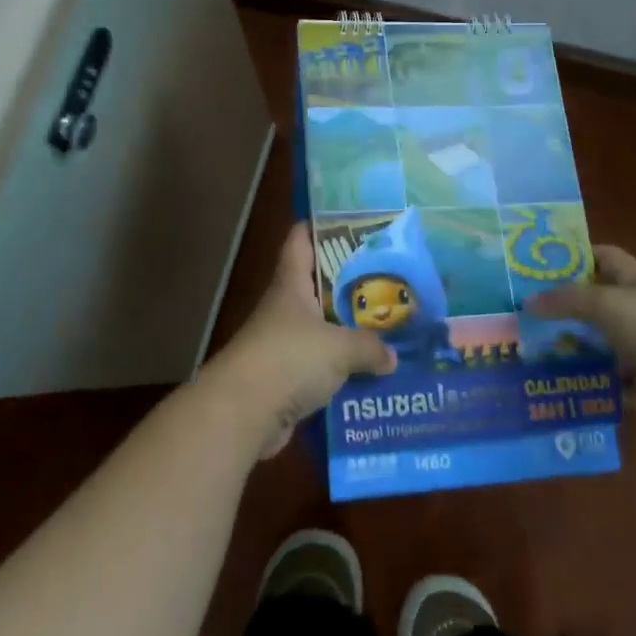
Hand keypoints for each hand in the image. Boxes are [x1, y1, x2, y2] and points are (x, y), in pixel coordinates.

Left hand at [201, 223, 396, 459]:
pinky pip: (320, 366)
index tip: (353, 223)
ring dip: (348, 331)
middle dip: (350, 284)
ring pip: (322, 328)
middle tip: (388, 280)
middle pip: (318, 285)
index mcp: (292, 284)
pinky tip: (371, 374)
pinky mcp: (285, 377)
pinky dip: (342, 369)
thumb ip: (369, 347)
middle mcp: (285, 308)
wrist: (243, 412)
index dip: (321, 226)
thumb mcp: (339, 347)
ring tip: (389, 329)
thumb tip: (392, 356)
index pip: (301, 240)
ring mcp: (283, 343)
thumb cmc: (289, 359)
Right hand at [526, 245, 635, 414]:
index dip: (575, 255)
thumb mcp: (606, 304)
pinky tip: (560, 388)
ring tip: (531, 354)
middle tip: (522, 314)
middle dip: (564, 309)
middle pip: (597, 304)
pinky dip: (592, 387)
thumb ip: (566, 301)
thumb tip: (527, 302)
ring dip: (574, 351)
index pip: (603, 257)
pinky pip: (614, 385)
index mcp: (635, 283)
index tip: (539, 264)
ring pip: (602, 347)